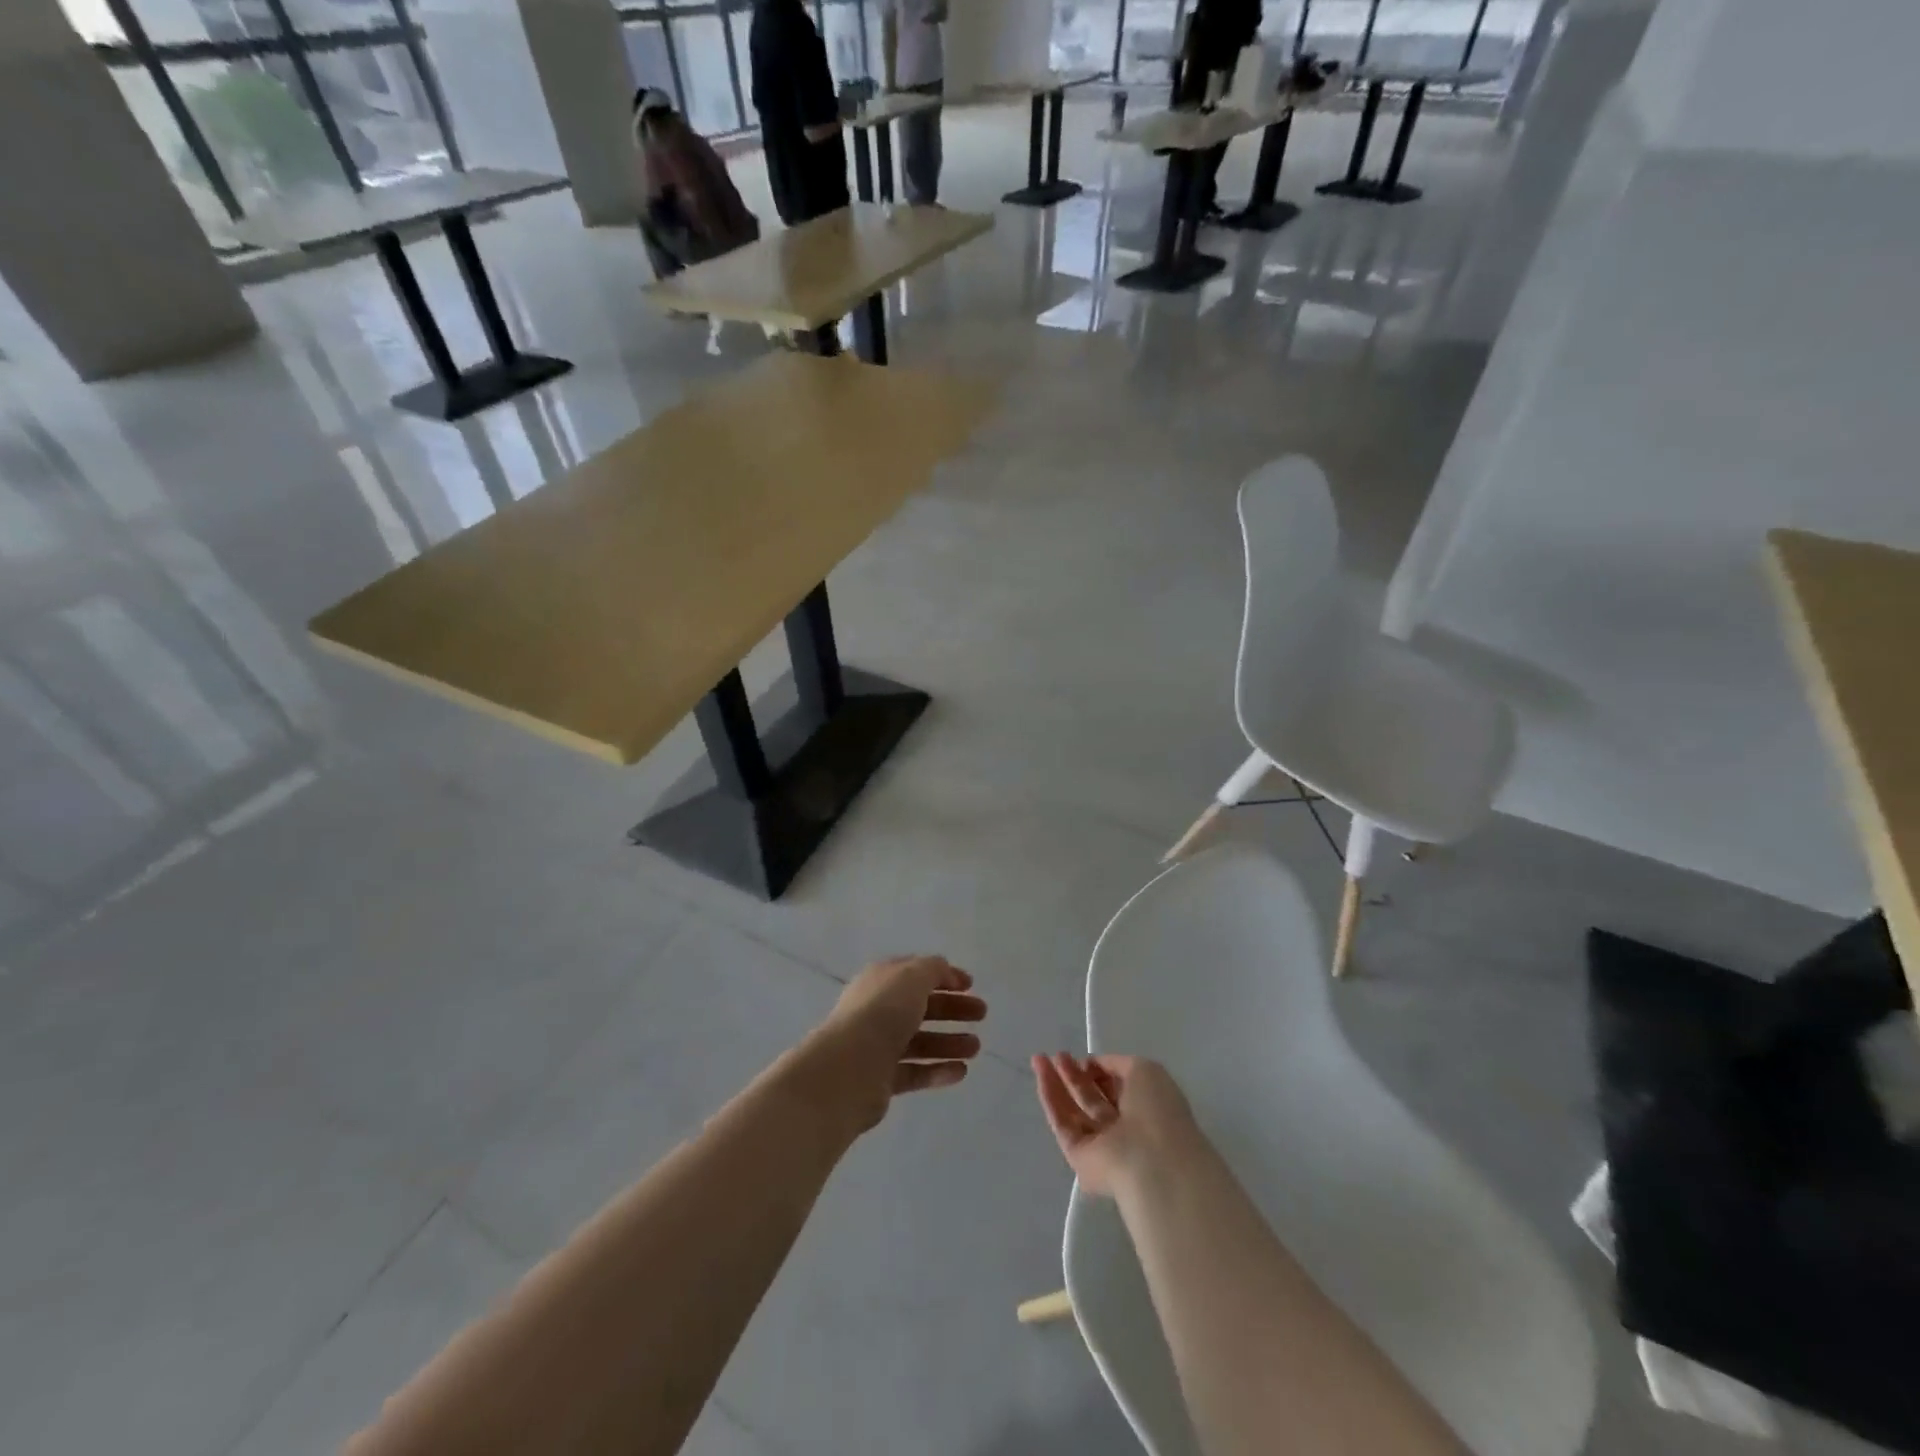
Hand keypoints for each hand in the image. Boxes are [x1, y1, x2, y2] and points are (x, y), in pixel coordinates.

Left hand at [806, 956, 985, 1132]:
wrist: (849, 1068)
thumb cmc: (883, 1012)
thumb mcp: (912, 977)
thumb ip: (933, 969)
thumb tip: (945, 971)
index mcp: (881, 981)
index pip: (915, 973)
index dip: (943, 976)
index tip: (971, 985)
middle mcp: (878, 1010)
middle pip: (921, 1007)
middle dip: (953, 1009)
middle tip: (982, 1014)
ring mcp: (878, 1046)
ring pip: (920, 1041)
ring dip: (950, 1042)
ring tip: (976, 1048)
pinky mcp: (882, 1079)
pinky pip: (915, 1072)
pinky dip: (938, 1070)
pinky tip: (961, 1072)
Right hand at [1032, 1053, 1198, 1197]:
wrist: (1152, 1164)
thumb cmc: (1157, 1112)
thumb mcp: (1145, 1070)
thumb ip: (1117, 1063)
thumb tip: (1094, 1066)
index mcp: (1146, 1109)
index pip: (1118, 1087)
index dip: (1100, 1070)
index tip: (1085, 1058)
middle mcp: (1124, 1128)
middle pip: (1093, 1098)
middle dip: (1075, 1074)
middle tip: (1058, 1055)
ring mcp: (1101, 1145)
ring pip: (1074, 1110)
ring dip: (1057, 1082)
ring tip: (1039, 1059)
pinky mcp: (1079, 1157)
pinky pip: (1062, 1123)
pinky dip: (1050, 1097)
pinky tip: (1041, 1074)